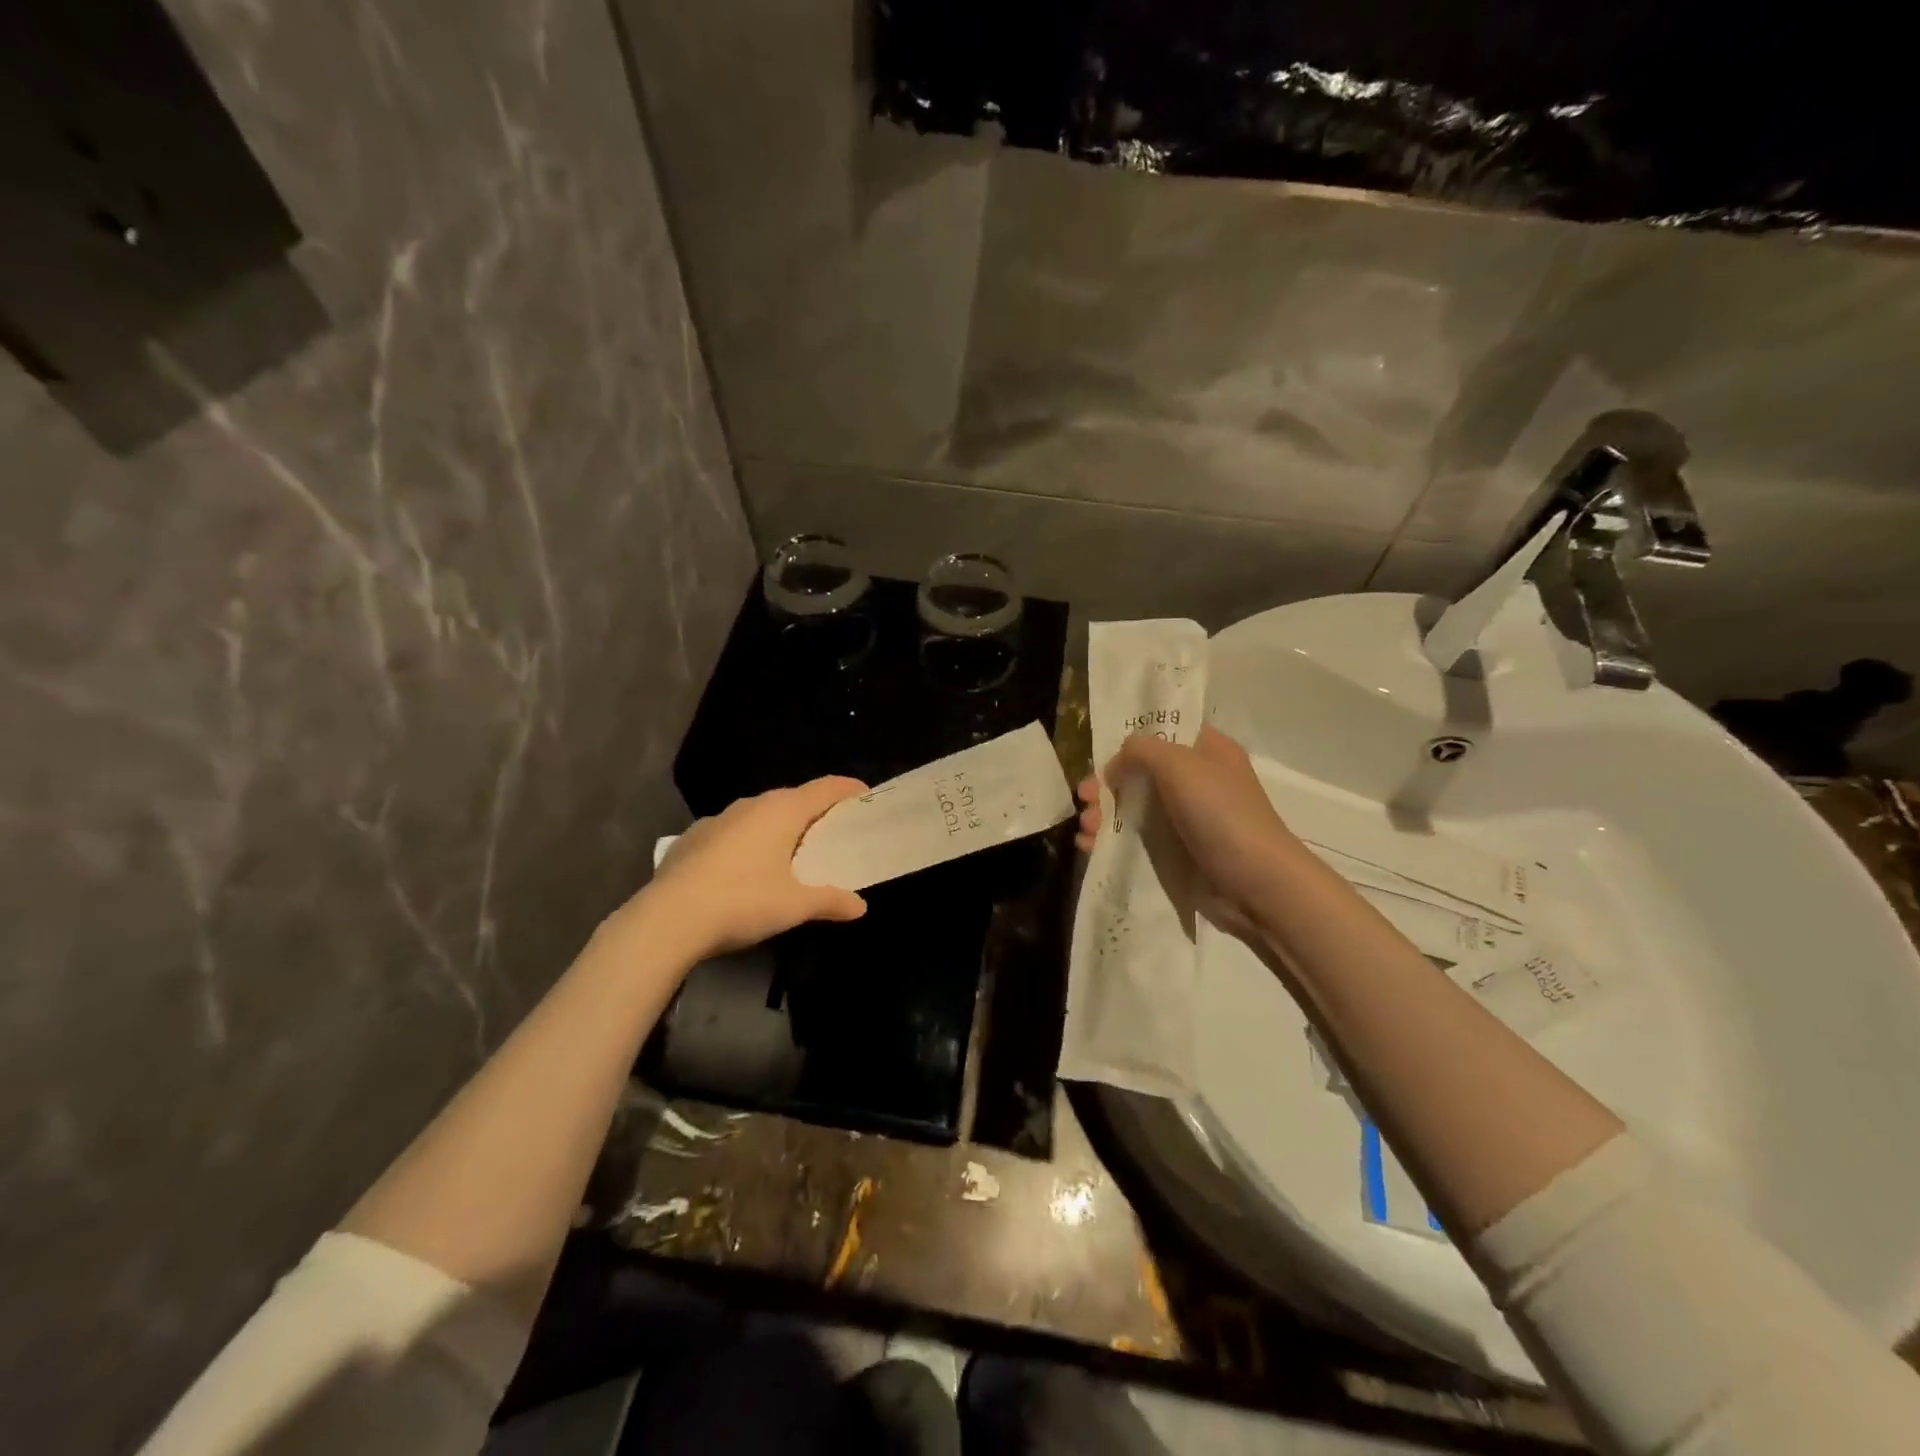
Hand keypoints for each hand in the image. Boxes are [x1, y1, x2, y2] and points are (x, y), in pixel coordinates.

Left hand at [621, 777, 869, 962]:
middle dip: (815, 813)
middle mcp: (751, 805)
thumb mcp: (795, 906)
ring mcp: (718, 819)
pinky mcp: (692, 838)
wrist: (668, 919)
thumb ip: (830, 901)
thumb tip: (860, 907)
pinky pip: (733, 832)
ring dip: (779, 828)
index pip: (824, 788)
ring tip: (790, 854)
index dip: (848, 790)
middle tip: (832, 834)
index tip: (865, 796)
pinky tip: (745, 870)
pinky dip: (748, 842)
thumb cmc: (742, 901)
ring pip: (760, 815)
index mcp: (782, 810)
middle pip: (793, 800)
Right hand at [1076, 726, 1302, 940]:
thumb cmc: (1221, 814)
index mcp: (1207, 751)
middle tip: (1083, 798)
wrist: (1256, 884)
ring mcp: (1186, 820)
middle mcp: (1197, 781)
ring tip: (1086, 829)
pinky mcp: (1177, 853)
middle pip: (1140, 774)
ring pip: (1133, 808)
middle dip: (1107, 785)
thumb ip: (1141, 751)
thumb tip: (1114, 765)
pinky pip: (1136, 840)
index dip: (1129, 742)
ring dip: (1104, 815)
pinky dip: (1111, 841)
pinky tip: (1090, 847)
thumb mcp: (1179, 764)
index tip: (1100, 757)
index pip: (1163, 733)